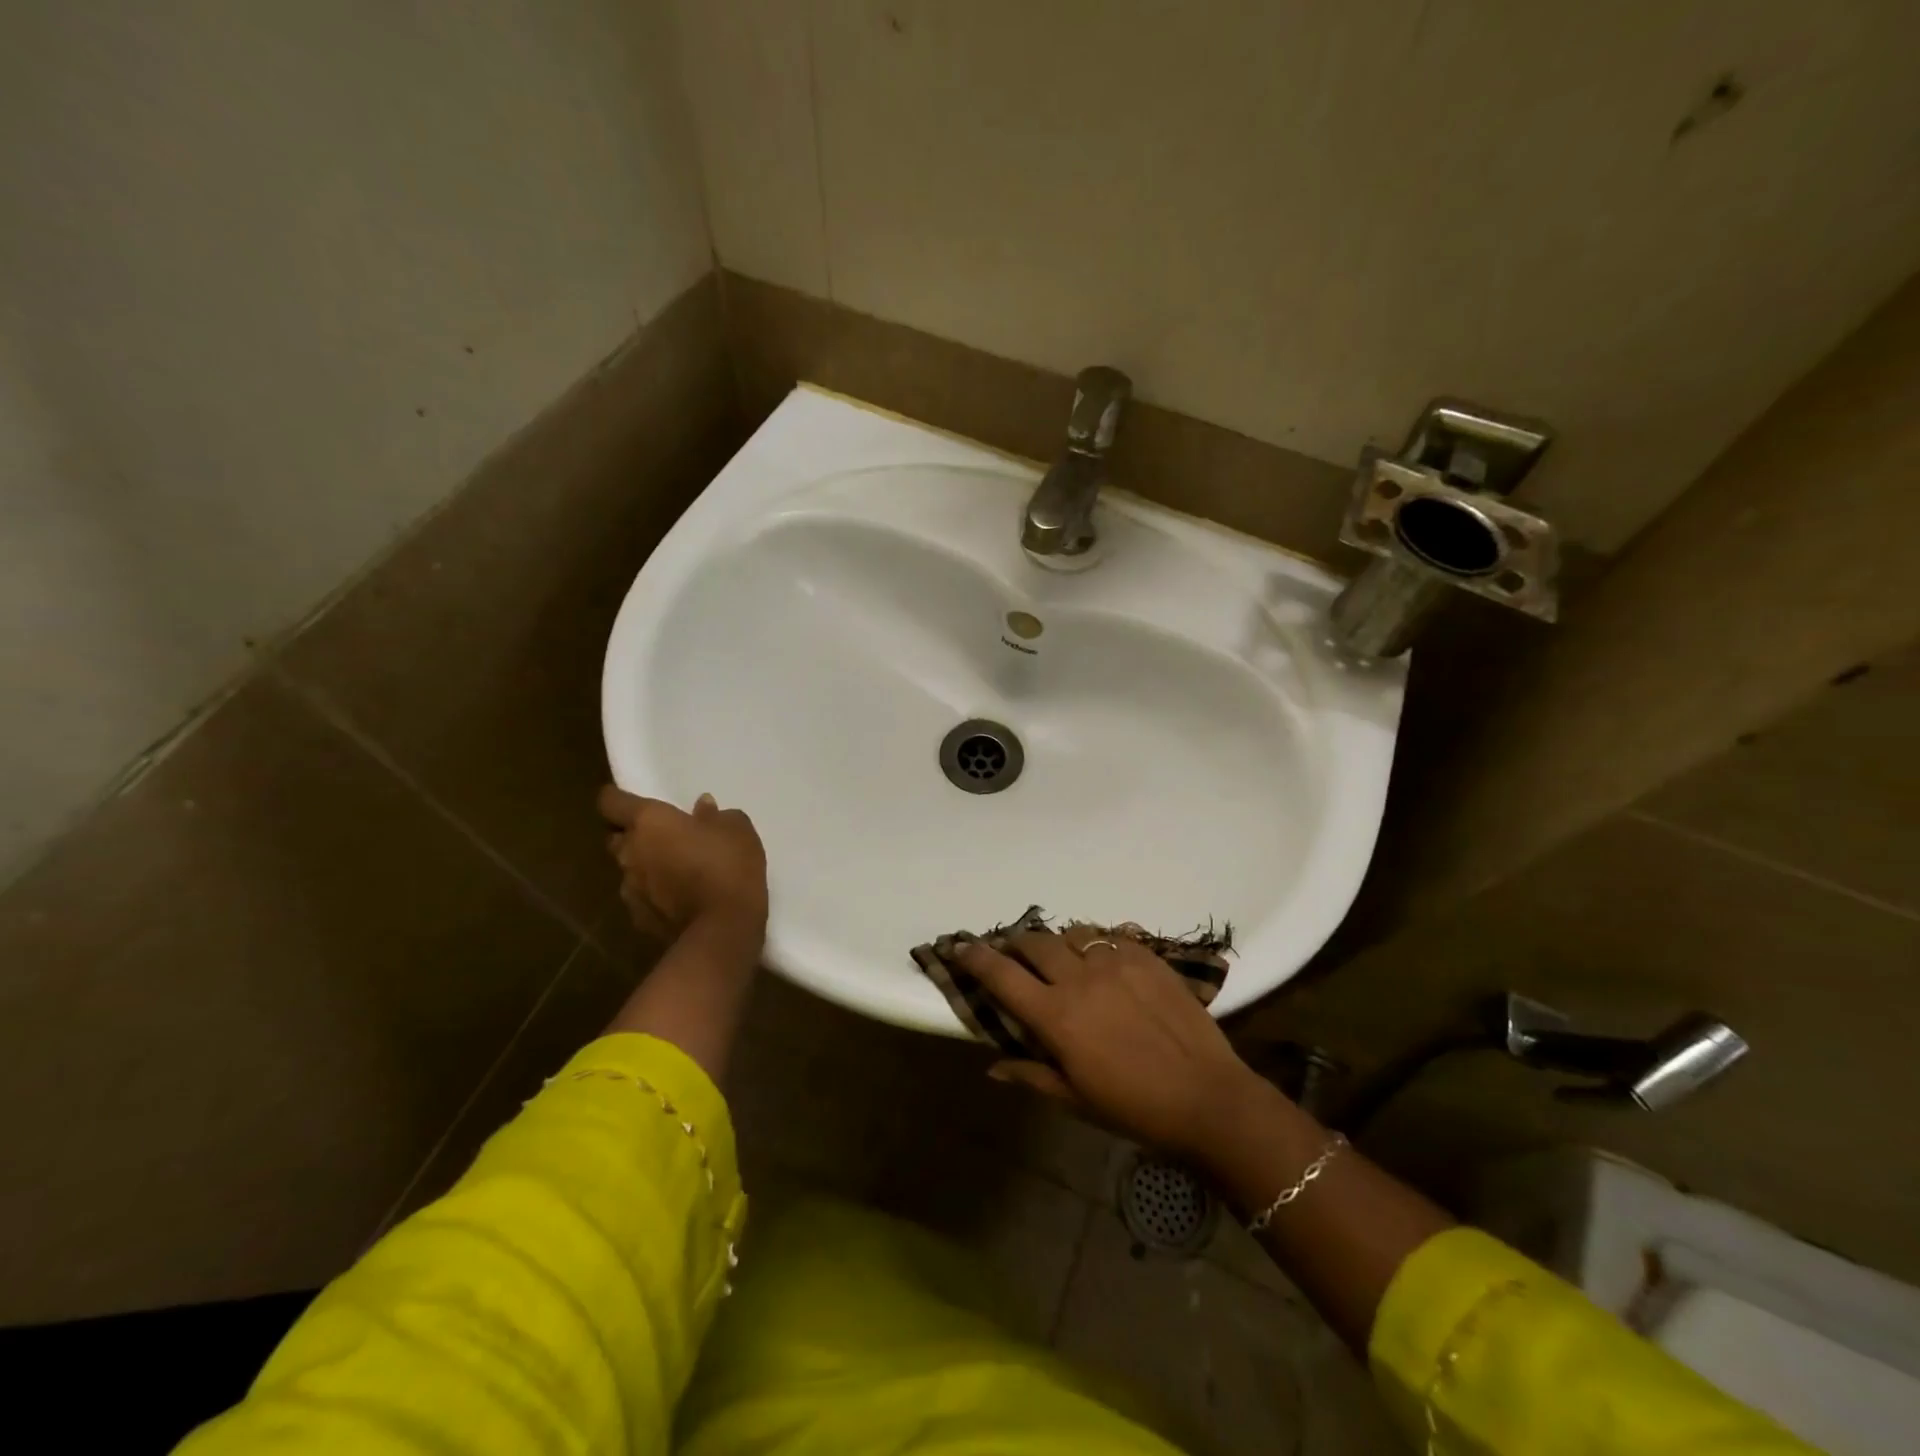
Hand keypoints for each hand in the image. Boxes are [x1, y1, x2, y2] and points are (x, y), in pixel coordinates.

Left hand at [598, 787, 767, 938]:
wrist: (722, 929)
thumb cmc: (729, 866)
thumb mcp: (737, 829)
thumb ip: (715, 816)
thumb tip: (702, 809)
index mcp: (647, 822)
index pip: (610, 802)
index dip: (618, 798)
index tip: (635, 801)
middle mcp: (629, 852)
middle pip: (616, 837)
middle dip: (634, 835)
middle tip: (664, 837)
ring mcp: (630, 889)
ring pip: (629, 870)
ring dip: (646, 867)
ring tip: (676, 871)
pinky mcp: (638, 919)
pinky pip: (642, 898)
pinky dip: (655, 895)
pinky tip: (680, 899)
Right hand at [955, 926, 1271, 1160]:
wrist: (1207, 1097)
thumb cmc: (1134, 1108)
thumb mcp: (1076, 1099)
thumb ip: (1032, 1074)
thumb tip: (993, 1065)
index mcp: (1056, 1016)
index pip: (1002, 975)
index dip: (976, 958)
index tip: (960, 947)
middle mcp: (1080, 978)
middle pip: (1035, 942)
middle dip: (1016, 943)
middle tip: (1013, 953)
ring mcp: (1116, 961)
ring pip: (1073, 933)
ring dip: (1059, 942)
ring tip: (1062, 957)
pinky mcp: (1147, 956)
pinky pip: (1111, 935)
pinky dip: (1097, 943)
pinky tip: (1102, 959)